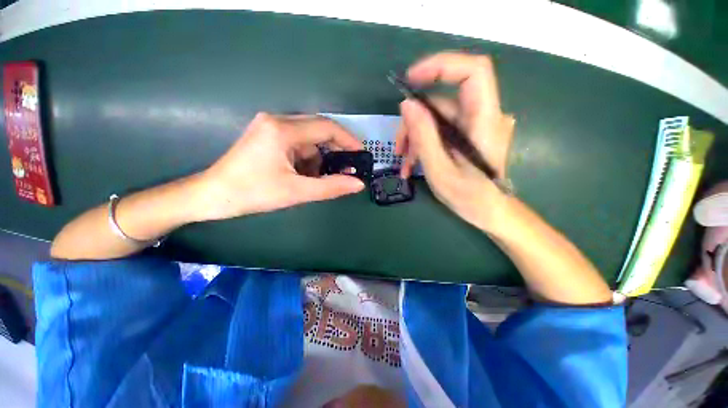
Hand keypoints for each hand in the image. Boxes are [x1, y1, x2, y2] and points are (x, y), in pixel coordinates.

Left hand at [193, 113, 365, 220]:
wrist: (211, 195)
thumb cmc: (252, 193)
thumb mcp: (296, 192)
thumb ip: (330, 187)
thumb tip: (358, 184)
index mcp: (283, 130)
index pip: (326, 127)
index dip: (348, 140)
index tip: (362, 154)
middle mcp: (277, 120)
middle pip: (318, 129)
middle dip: (336, 149)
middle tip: (348, 167)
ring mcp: (270, 126)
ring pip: (308, 138)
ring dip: (320, 157)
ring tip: (322, 178)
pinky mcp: (268, 135)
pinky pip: (297, 143)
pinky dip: (307, 158)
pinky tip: (305, 174)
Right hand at [395, 52, 515, 232]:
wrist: (489, 211)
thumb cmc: (470, 197)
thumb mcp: (440, 170)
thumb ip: (424, 136)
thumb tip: (407, 105)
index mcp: (485, 121)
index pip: (472, 72)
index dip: (442, 66)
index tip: (410, 79)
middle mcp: (484, 116)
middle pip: (442, 102)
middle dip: (414, 123)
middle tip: (399, 149)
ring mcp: (476, 124)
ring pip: (437, 118)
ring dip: (416, 138)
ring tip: (405, 163)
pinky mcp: (468, 133)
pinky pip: (441, 129)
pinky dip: (424, 143)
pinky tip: (413, 163)